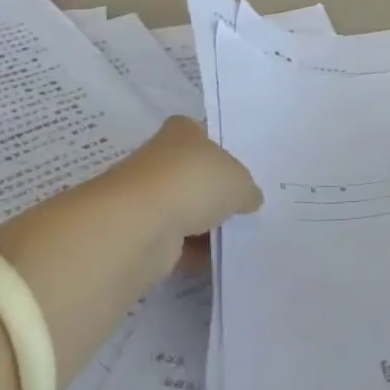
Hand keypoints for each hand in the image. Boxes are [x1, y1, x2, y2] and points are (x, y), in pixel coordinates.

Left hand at [110, 117, 263, 241]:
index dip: (224, 151)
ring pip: (184, 208)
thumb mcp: (239, 181)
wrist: (140, 226)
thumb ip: (247, 189)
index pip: (204, 134)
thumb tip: (249, 199)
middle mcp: (160, 158)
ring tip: (237, 236)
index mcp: (182, 130)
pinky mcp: (140, 232)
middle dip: (215, 191)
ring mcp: (147, 196)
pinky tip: (217, 258)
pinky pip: (175, 240)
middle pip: (194, 173)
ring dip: (204, 223)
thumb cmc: (193, 182)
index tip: (243, 172)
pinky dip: (193, 250)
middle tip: (246, 206)